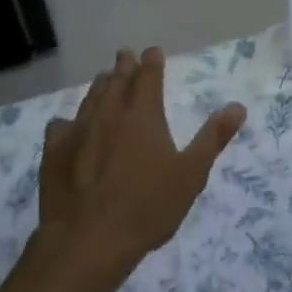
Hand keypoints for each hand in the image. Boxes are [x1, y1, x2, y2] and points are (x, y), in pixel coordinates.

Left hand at [32, 48, 244, 282]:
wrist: (88, 239)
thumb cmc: (147, 208)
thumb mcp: (190, 175)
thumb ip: (213, 138)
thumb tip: (237, 107)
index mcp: (142, 114)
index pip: (147, 75)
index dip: (151, 61)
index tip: (153, 52)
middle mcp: (108, 113)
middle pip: (116, 80)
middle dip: (124, 66)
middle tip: (126, 56)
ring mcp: (77, 130)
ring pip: (90, 97)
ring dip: (100, 86)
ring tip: (105, 80)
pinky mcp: (54, 151)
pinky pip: (61, 125)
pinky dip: (70, 120)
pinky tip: (69, 127)